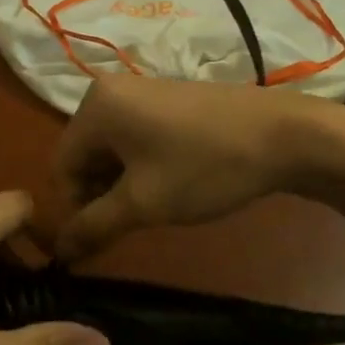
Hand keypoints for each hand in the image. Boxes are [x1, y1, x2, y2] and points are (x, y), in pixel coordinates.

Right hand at [54, 75, 325, 260]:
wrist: (285, 134)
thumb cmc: (205, 167)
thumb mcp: (143, 203)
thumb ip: (94, 227)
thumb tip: (58, 253)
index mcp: (95, 106)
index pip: (62, 167)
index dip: (75, 209)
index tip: (101, 239)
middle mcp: (109, 90)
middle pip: (84, 155)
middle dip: (99, 195)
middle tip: (130, 225)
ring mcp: (141, 91)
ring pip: (111, 149)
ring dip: (121, 184)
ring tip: (153, 207)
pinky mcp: (167, 98)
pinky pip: (135, 136)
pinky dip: (140, 165)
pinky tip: (169, 184)